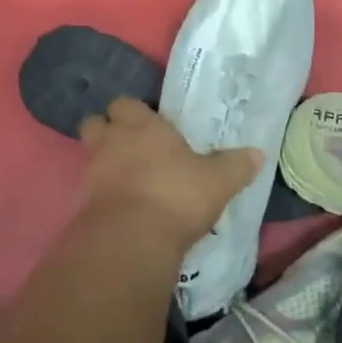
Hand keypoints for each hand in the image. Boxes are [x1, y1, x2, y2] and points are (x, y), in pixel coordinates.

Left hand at [78, 97, 262, 249]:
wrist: (131, 239)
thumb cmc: (176, 195)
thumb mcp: (218, 181)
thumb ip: (236, 165)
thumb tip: (257, 153)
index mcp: (142, 126)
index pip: (126, 103)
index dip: (135, 112)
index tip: (151, 124)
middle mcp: (112, 142)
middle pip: (96, 122)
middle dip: (108, 130)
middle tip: (131, 145)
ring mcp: (92, 172)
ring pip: (90, 155)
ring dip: (104, 162)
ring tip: (127, 178)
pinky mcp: (83, 203)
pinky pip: (90, 189)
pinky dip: (102, 193)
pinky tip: (122, 206)